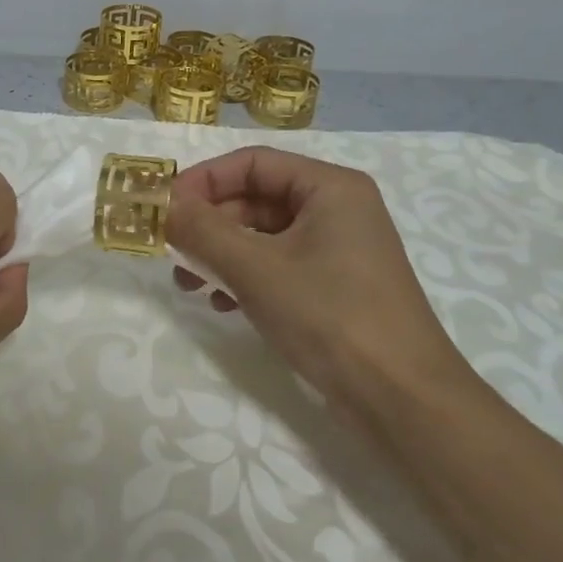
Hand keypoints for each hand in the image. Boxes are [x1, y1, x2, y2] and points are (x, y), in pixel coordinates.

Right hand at [167, 147, 474, 417]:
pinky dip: (245, 278)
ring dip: (220, 253)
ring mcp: (339, 250)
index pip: (253, 162)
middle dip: (209, 223)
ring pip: (263, 236)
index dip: (204, 179)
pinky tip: (222, 304)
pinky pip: (278, 266)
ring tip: (188, 283)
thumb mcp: (255, 268)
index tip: (165, 206)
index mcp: (330, 188)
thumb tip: (161, 204)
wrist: (401, 399)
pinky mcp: (335, 287)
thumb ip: (202, 231)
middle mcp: (338, 210)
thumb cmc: (329, 315)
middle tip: (171, 250)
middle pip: (256, 198)